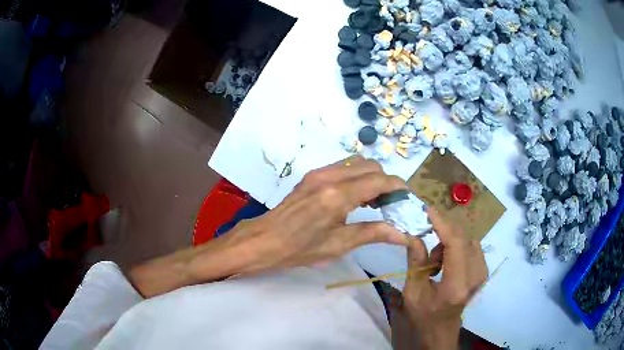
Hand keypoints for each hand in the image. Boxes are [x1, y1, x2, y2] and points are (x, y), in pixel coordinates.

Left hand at [224, 155, 410, 273]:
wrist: (265, 240)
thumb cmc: (300, 249)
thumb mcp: (339, 245)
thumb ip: (373, 233)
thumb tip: (403, 234)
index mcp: (337, 196)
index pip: (378, 181)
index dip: (398, 187)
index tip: (407, 198)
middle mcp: (329, 176)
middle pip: (370, 166)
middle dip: (386, 181)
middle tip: (389, 204)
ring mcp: (318, 172)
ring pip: (357, 163)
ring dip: (371, 177)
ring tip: (374, 202)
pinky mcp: (312, 175)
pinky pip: (343, 167)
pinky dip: (357, 176)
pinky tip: (355, 197)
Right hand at [402, 208, 487, 349]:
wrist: (441, 329)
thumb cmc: (424, 314)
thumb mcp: (412, 291)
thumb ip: (415, 261)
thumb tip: (414, 234)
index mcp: (456, 285)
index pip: (455, 245)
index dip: (442, 223)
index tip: (428, 209)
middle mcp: (475, 277)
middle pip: (464, 238)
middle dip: (443, 231)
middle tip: (426, 238)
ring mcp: (482, 273)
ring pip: (468, 240)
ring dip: (450, 241)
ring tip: (434, 260)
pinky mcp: (483, 270)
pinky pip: (472, 246)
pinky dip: (457, 246)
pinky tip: (446, 261)